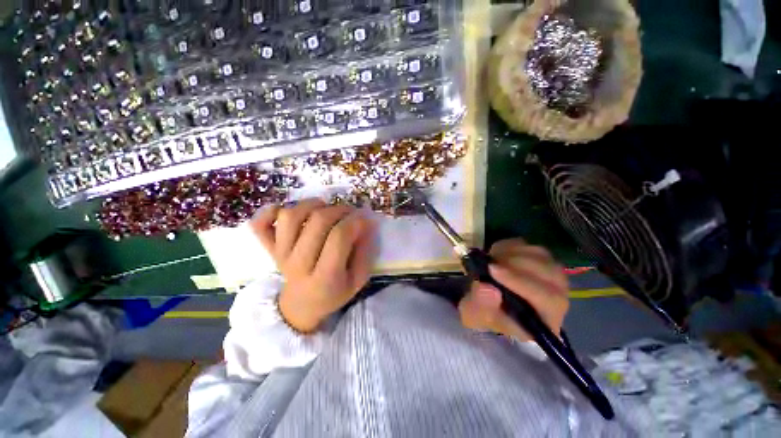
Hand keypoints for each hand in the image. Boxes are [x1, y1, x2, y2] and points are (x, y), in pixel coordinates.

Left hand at [251, 199, 375, 332]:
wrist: (301, 306)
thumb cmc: (334, 292)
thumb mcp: (358, 280)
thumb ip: (365, 253)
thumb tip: (367, 224)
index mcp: (325, 278)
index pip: (339, 237)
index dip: (354, 221)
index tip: (364, 218)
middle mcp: (299, 264)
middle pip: (317, 222)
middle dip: (339, 210)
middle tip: (350, 212)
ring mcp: (280, 255)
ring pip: (290, 217)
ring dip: (310, 205)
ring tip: (324, 208)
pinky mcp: (269, 249)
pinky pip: (260, 225)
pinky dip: (270, 211)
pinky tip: (286, 211)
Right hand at [458, 238, 568, 341]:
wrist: (488, 300)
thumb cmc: (485, 313)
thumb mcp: (475, 315)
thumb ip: (481, 305)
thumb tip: (487, 287)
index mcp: (546, 319)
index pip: (548, 299)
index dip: (521, 282)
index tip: (492, 270)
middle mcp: (557, 296)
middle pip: (550, 273)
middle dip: (516, 264)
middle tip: (489, 262)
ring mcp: (550, 274)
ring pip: (540, 255)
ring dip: (511, 253)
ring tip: (490, 260)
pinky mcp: (539, 258)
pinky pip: (529, 245)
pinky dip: (510, 246)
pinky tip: (496, 255)